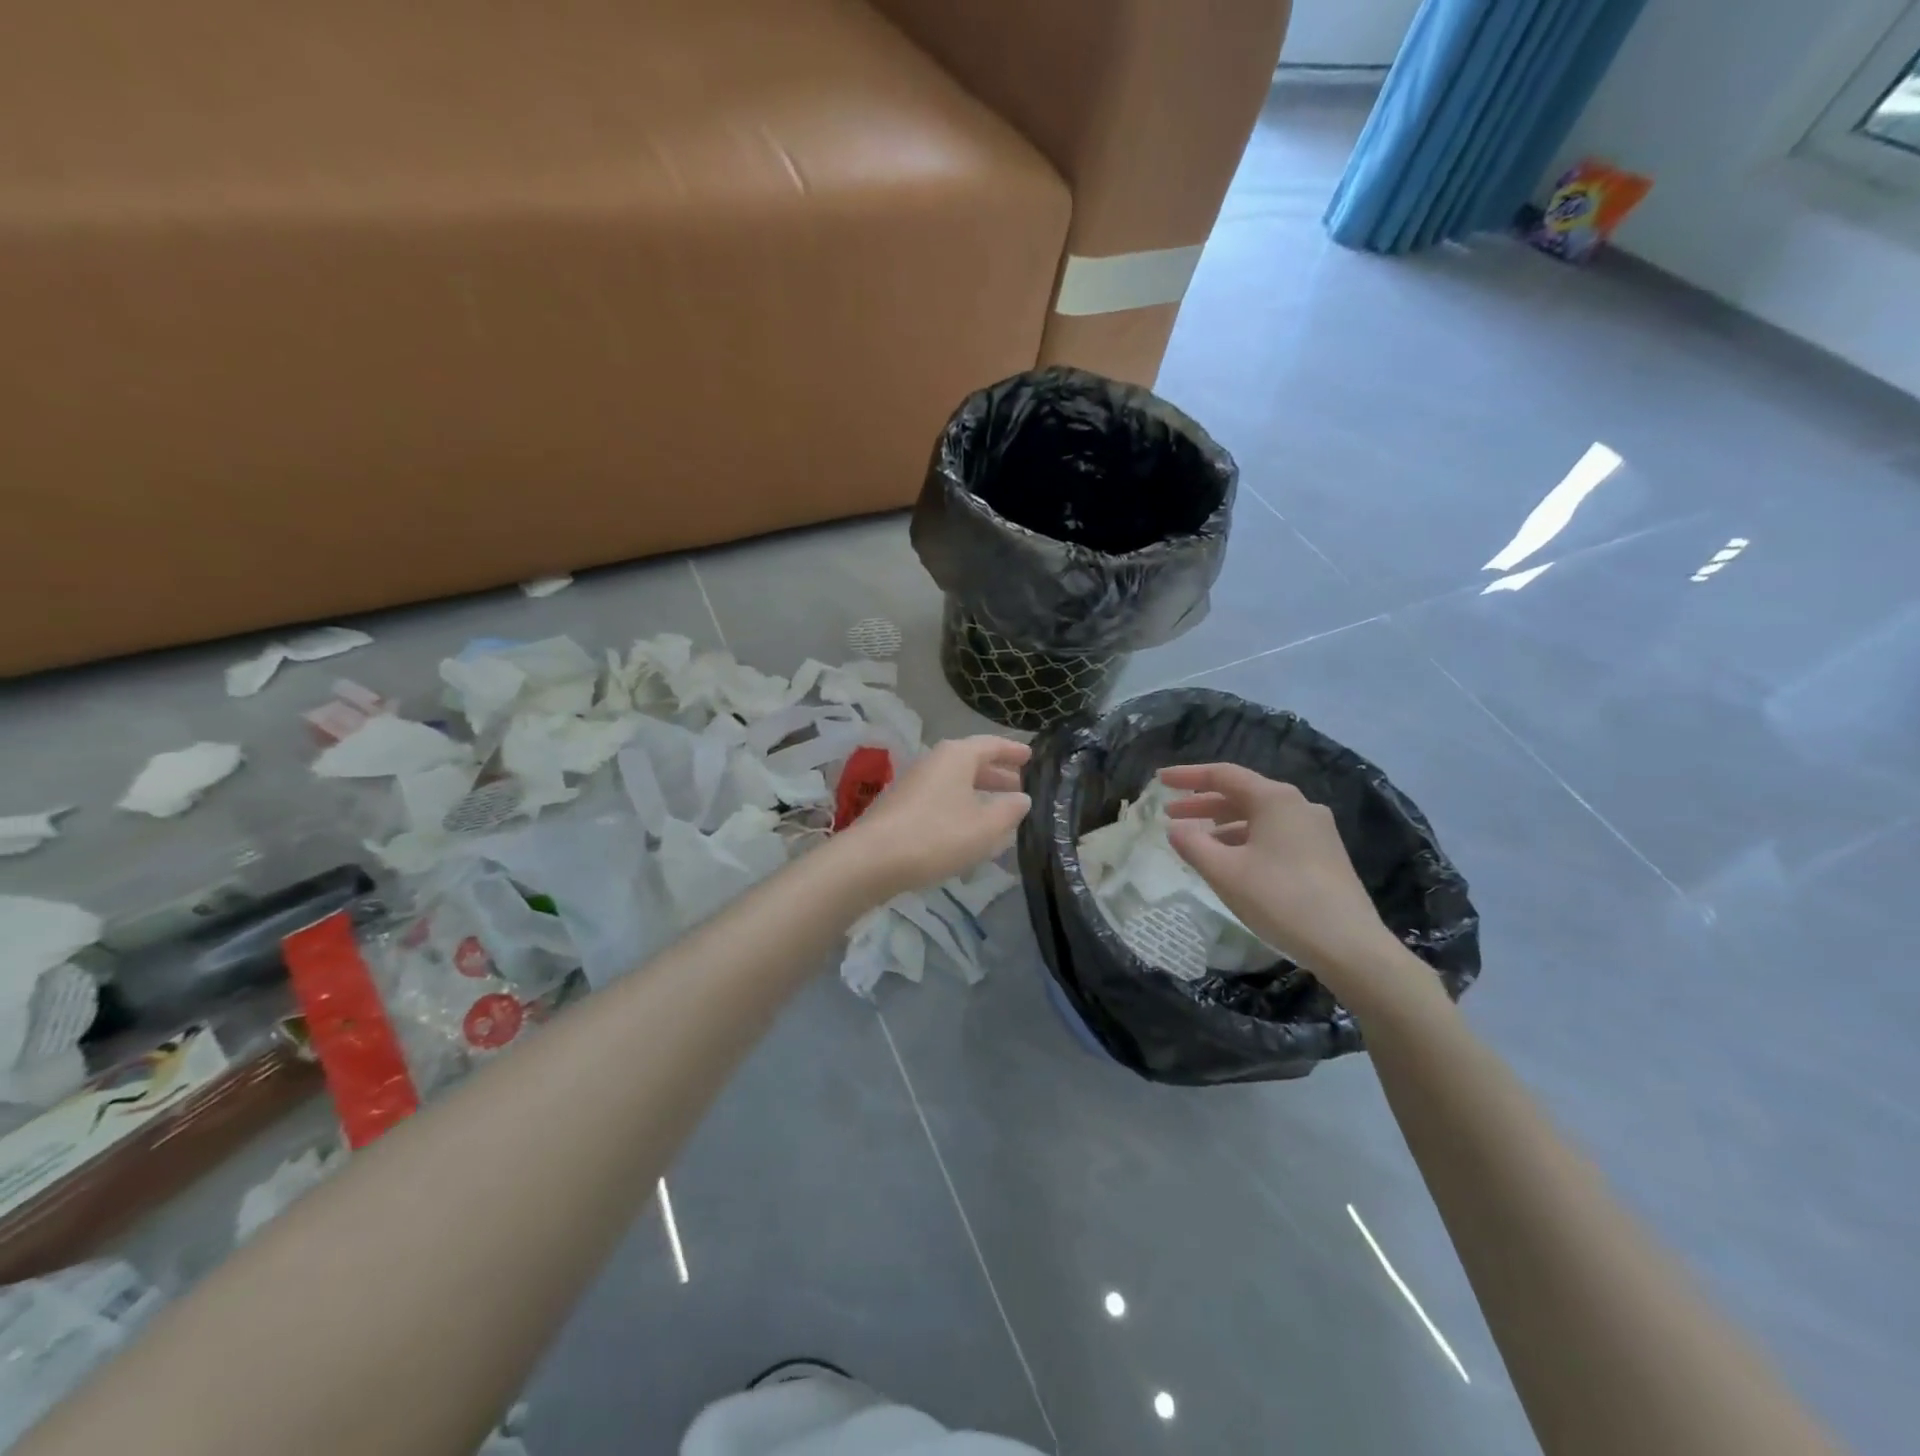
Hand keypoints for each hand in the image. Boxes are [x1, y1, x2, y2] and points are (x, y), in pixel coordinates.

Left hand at [835, 736, 1031, 902]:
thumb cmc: (936, 836)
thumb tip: (1022, 798)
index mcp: (956, 756)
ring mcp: (913, 783)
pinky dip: (960, 807)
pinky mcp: (901, 807)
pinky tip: (968, 829)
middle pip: (971, 762)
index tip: (1032, 756)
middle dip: (997, 775)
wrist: (871, 860)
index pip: (991, 744)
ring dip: (978, 793)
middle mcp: (934, 761)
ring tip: (999, 811)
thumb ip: (1009, 810)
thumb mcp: (985, 827)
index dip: (1013, 751)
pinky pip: (940, 799)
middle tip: (1020, 788)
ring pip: (955, 782)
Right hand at [1159, 763, 1406, 994]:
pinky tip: (1233, 862)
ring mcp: (1316, 830)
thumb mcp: (1224, 872)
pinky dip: (1246, 839)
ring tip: (1197, 842)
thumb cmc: (1280, 899)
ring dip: (1223, 824)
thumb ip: (1192, 844)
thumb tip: (1175, 828)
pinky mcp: (1325, 854)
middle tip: (1170, 815)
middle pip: (1242, 794)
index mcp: (1275, 799)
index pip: (1222, 775)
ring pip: (1259, 817)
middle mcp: (1298, 805)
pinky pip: (1275, 835)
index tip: (1159, 780)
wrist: (1349, 945)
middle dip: (1203, 803)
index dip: (1187, 776)